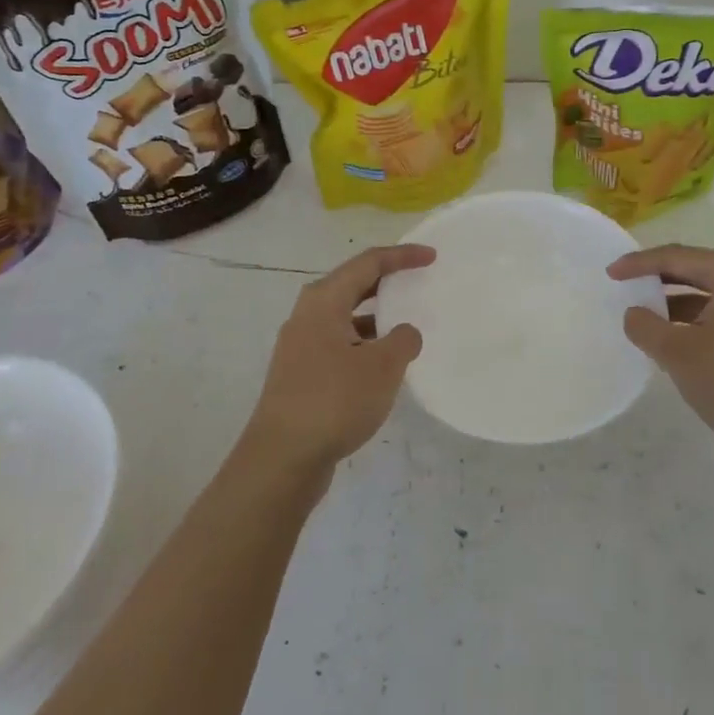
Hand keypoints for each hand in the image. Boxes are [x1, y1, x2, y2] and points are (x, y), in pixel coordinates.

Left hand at [245, 244, 434, 470]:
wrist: (281, 458)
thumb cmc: (334, 401)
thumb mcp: (382, 366)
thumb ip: (402, 340)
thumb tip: (403, 333)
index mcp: (324, 301)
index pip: (368, 263)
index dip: (402, 256)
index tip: (431, 257)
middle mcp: (307, 315)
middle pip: (352, 285)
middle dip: (386, 281)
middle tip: (418, 282)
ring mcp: (300, 346)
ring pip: (345, 317)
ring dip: (375, 317)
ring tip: (406, 326)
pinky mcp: (301, 374)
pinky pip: (339, 343)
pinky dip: (364, 344)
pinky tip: (383, 366)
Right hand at [608, 245, 713, 467]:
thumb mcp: (677, 354)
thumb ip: (645, 326)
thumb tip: (635, 313)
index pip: (677, 257)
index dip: (639, 264)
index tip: (610, 273)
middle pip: (697, 268)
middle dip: (659, 278)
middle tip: (625, 285)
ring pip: (711, 291)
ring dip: (677, 300)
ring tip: (645, 313)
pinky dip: (698, 317)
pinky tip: (675, 335)